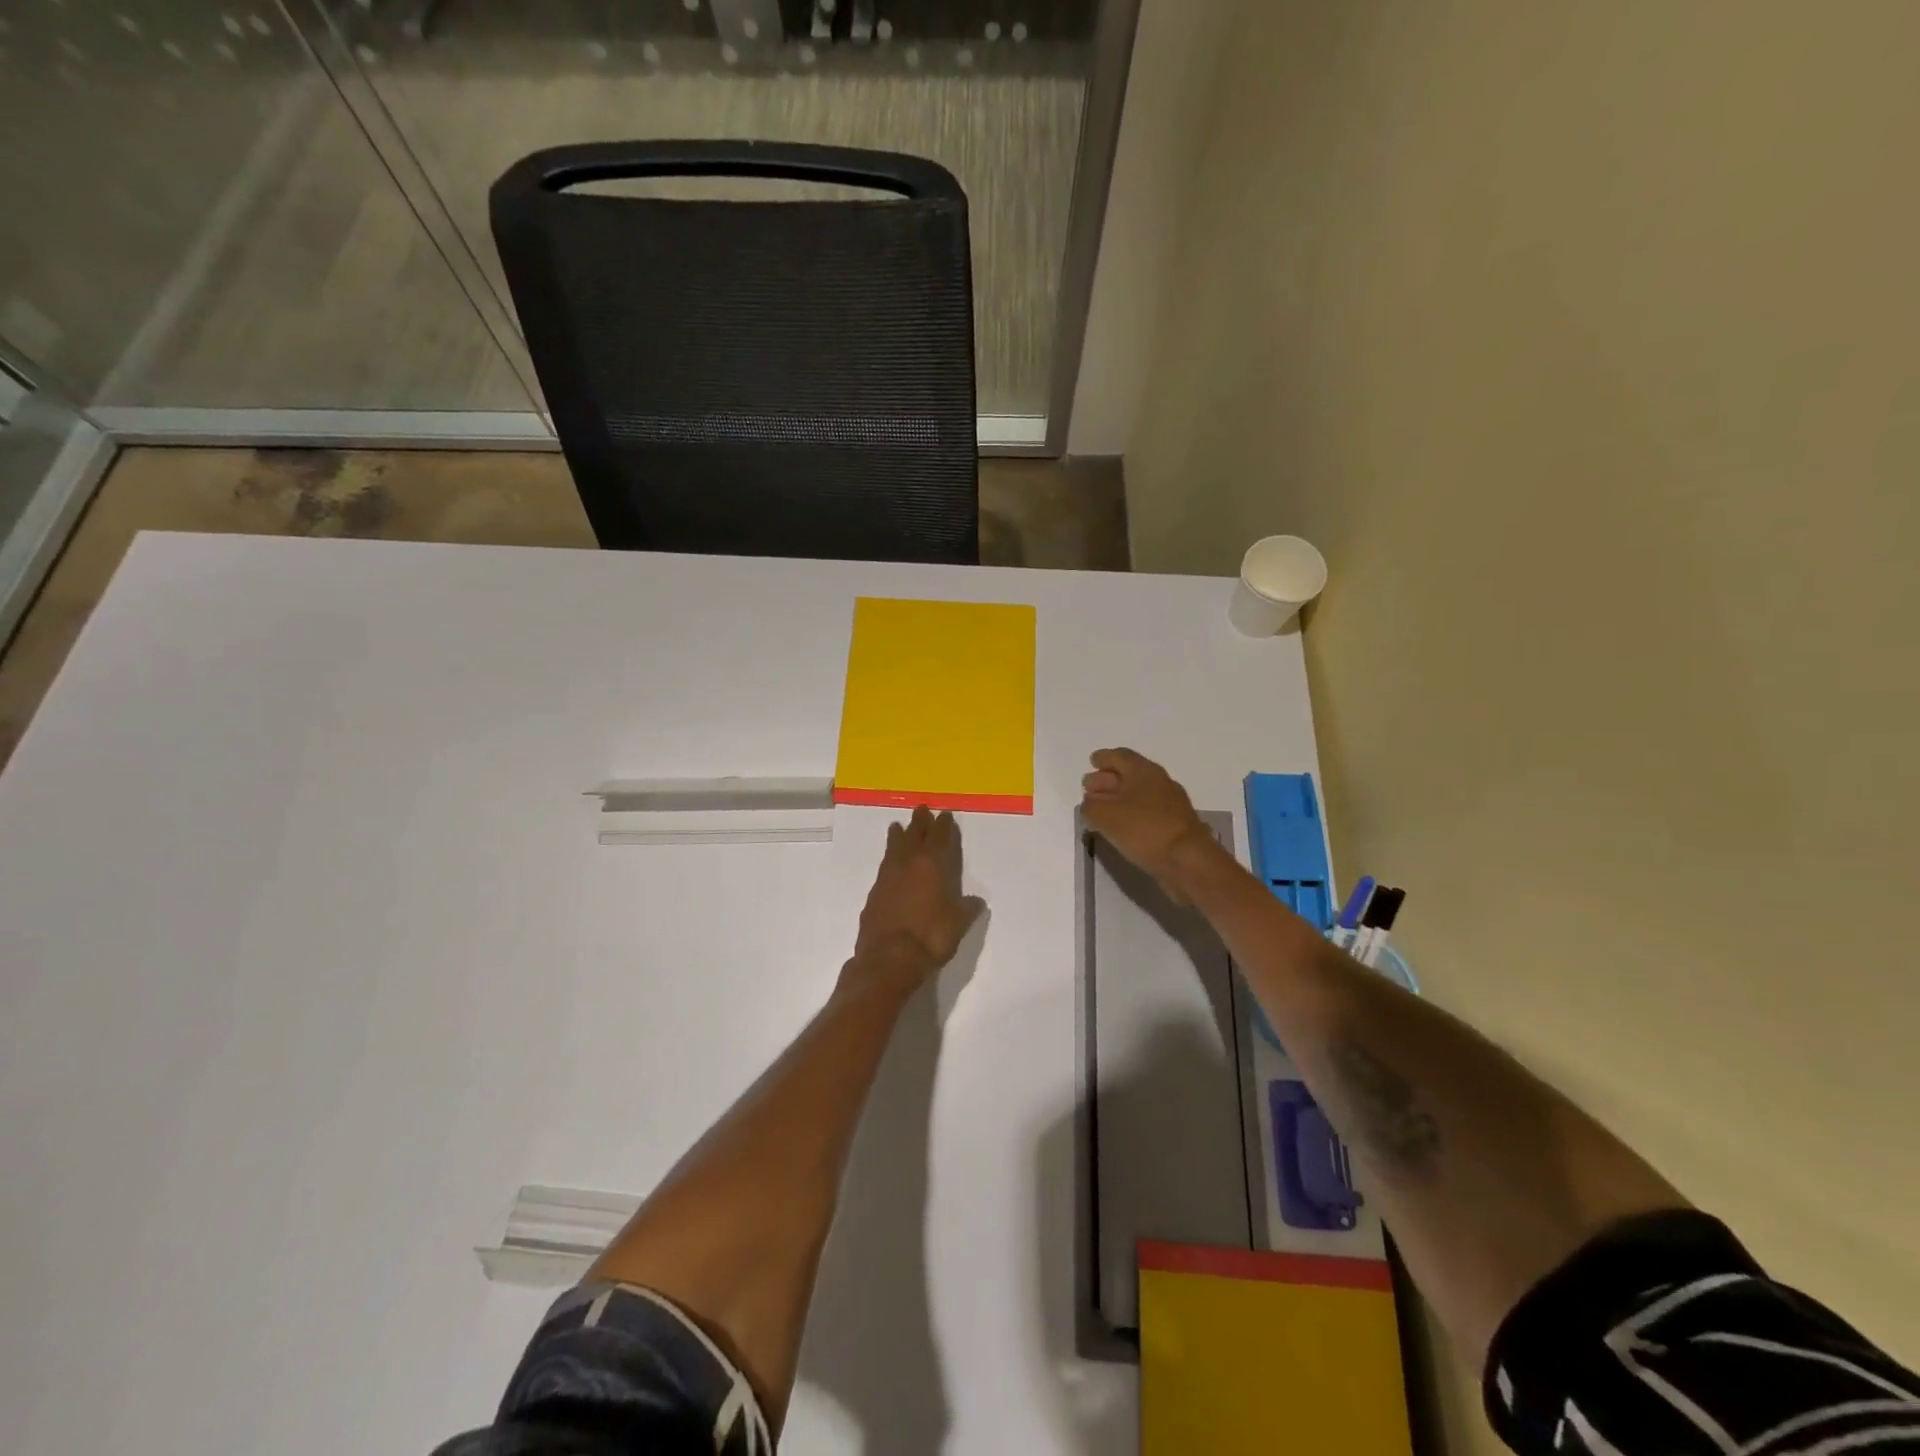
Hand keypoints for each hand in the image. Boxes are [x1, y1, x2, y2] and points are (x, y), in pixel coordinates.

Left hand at [846, 806, 986, 998]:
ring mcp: (887, 878)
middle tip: (921, 808)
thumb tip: (976, 901)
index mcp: (932, 865)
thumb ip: (966, 909)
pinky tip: (889, 864)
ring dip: (898, 836)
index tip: (945, 815)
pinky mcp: (874, 894)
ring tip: (896, 826)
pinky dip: (888, 859)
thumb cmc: (930, 937)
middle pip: (914, 835)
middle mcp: (908, 864)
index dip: (944, 826)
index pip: (939, 838)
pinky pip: (883, 867)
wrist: (889, 958)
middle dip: (919, 822)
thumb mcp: (958, 923)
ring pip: (893, 848)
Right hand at [1080, 748, 1220, 891]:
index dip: (1103, 758)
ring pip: (1139, 794)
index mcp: (1143, 770)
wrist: (1188, 861)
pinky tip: (1121, 829)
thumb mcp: (1104, 815)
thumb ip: (1090, 806)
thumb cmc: (1144, 829)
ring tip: (1101, 812)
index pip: (1119, 756)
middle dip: (1108, 779)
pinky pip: (1147, 813)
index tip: (1092, 762)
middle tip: (1090, 789)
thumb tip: (1090, 804)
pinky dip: (1132, 815)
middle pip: (1129, 774)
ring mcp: (1171, 804)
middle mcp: (1159, 782)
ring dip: (1119, 800)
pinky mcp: (1175, 826)